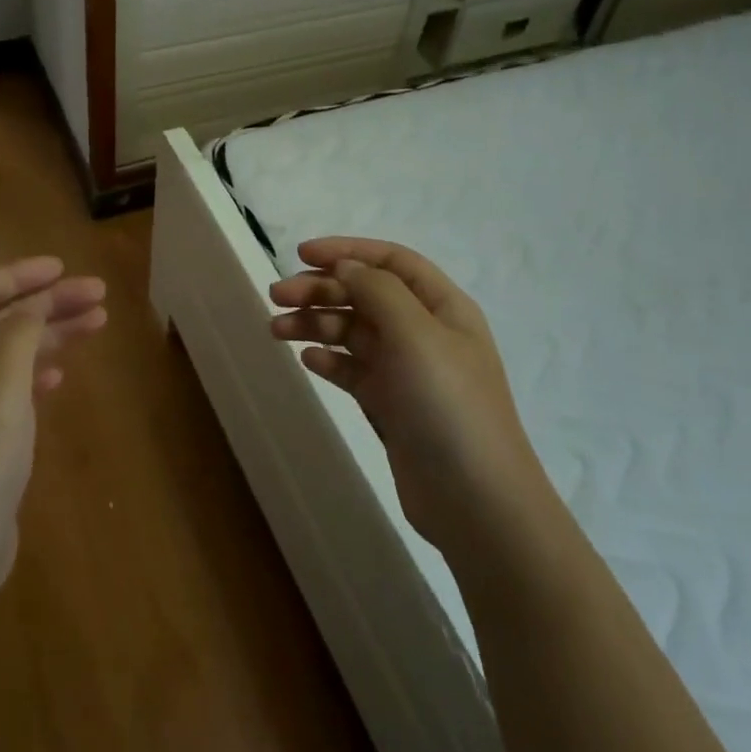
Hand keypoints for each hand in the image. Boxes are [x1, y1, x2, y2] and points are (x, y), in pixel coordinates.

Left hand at [0, 257, 106, 589]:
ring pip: (11, 354)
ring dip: (51, 335)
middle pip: (0, 321)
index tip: (63, 269)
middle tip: (97, 296)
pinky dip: (39, 373)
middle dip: (48, 303)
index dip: (20, 275)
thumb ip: (19, 332)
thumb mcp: (0, 381)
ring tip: (96, 324)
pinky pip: (12, 389)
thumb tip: (34, 305)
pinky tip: (62, 376)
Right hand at [270, 238, 540, 556]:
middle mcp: (425, 332)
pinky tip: (307, 360)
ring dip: (316, 324)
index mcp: (442, 306)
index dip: (347, 251)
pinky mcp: (392, 404)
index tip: (301, 253)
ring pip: (354, 332)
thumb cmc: (449, 406)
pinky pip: (353, 370)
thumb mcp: (416, 335)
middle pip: (366, 295)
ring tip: (276, 330)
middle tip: (275, 296)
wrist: (475, 500)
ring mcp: (408, 370)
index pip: (391, 261)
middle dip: (321, 289)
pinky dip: (329, 360)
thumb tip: (346, 266)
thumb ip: (378, 291)